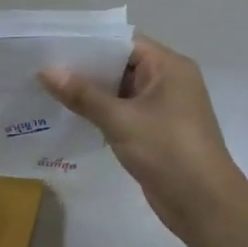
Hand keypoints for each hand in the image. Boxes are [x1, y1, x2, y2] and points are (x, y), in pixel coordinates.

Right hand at [39, 35, 247, 241]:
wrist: (204, 204)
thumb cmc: (167, 151)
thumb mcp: (120, 119)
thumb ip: (82, 95)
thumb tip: (45, 71)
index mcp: (169, 66)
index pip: (124, 42)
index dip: (89, 42)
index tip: (54, 45)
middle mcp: (169, 80)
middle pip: (121, 64)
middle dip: (85, 68)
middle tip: (44, 67)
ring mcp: (164, 107)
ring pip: (121, 91)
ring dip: (91, 92)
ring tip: (49, 89)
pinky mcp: (157, 131)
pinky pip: (124, 112)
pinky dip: (101, 112)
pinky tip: (71, 115)